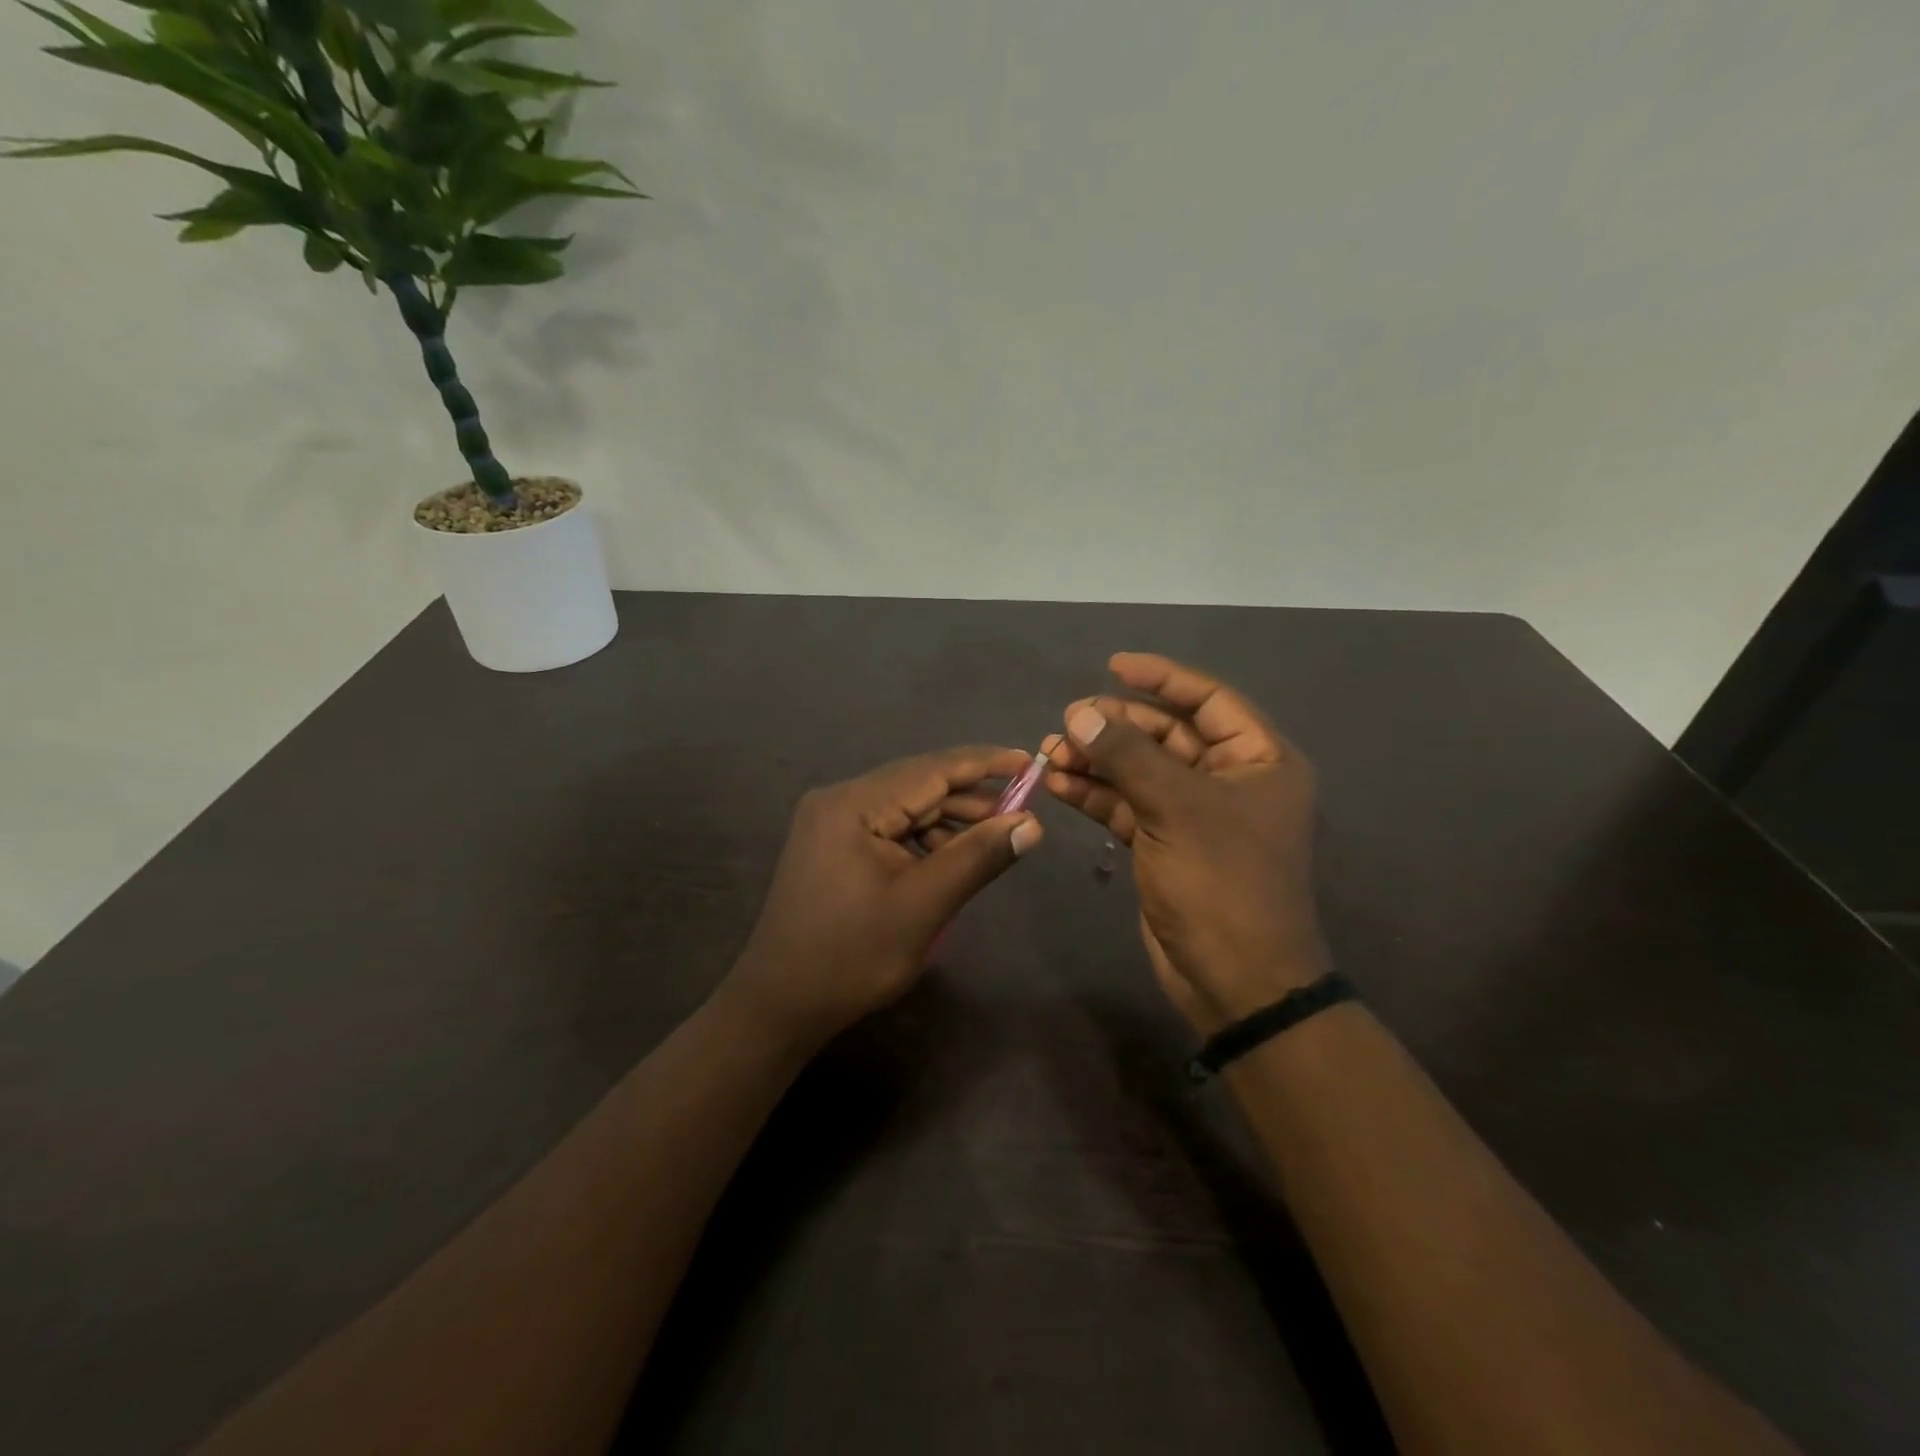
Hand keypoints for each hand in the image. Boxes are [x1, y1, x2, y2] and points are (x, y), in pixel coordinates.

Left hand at [722, 746, 1043, 1046]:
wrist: (780, 1004)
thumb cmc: (852, 956)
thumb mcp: (924, 907)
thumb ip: (977, 857)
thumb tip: (1032, 824)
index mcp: (853, 805)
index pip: (930, 769)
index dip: (984, 763)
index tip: (1030, 762)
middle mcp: (838, 800)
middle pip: (917, 785)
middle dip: (970, 797)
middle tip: (1021, 811)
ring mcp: (830, 822)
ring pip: (904, 807)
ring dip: (948, 820)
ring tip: (993, 838)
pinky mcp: (831, 844)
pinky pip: (888, 828)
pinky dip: (922, 838)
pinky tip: (949, 857)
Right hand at [1043, 653, 1327, 1032]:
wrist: (1234, 978)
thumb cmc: (1222, 882)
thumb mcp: (1176, 808)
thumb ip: (1127, 755)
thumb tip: (1079, 714)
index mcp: (1259, 759)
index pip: (1208, 700)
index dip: (1162, 679)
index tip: (1113, 666)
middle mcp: (1230, 779)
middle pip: (1166, 735)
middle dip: (1115, 726)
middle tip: (1067, 722)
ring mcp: (1194, 814)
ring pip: (1139, 770)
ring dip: (1096, 760)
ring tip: (1049, 753)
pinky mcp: (1165, 843)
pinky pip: (1126, 804)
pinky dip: (1095, 793)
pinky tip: (1058, 784)